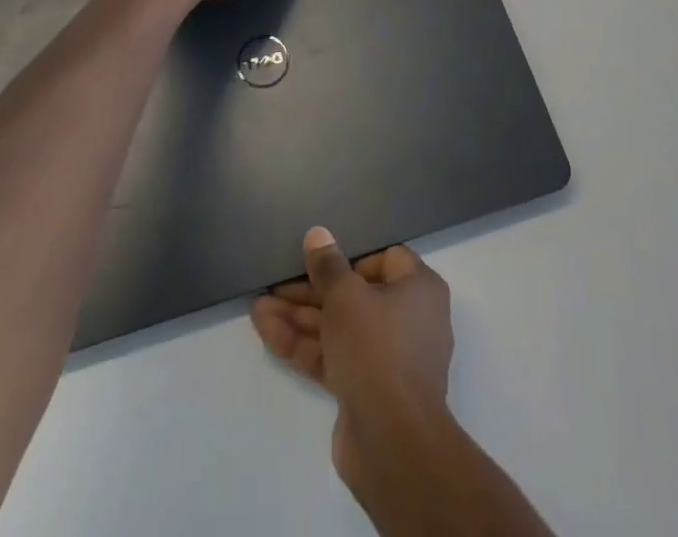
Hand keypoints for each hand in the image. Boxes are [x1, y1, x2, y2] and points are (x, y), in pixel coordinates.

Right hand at [251, 228, 452, 495]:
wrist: (392, 443)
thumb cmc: (377, 348)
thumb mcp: (346, 296)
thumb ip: (327, 265)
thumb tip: (318, 234)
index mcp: (418, 289)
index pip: (384, 259)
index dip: (350, 257)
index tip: (318, 259)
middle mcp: (408, 319)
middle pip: (354, 295)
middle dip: (311, 291)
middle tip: (275, 283)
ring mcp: (387, 359)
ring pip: (339, 328)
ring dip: (299, 318)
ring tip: (258, 306)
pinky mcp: (366, 390)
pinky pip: (333, 357)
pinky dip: (304, 345)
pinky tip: (266, 330)